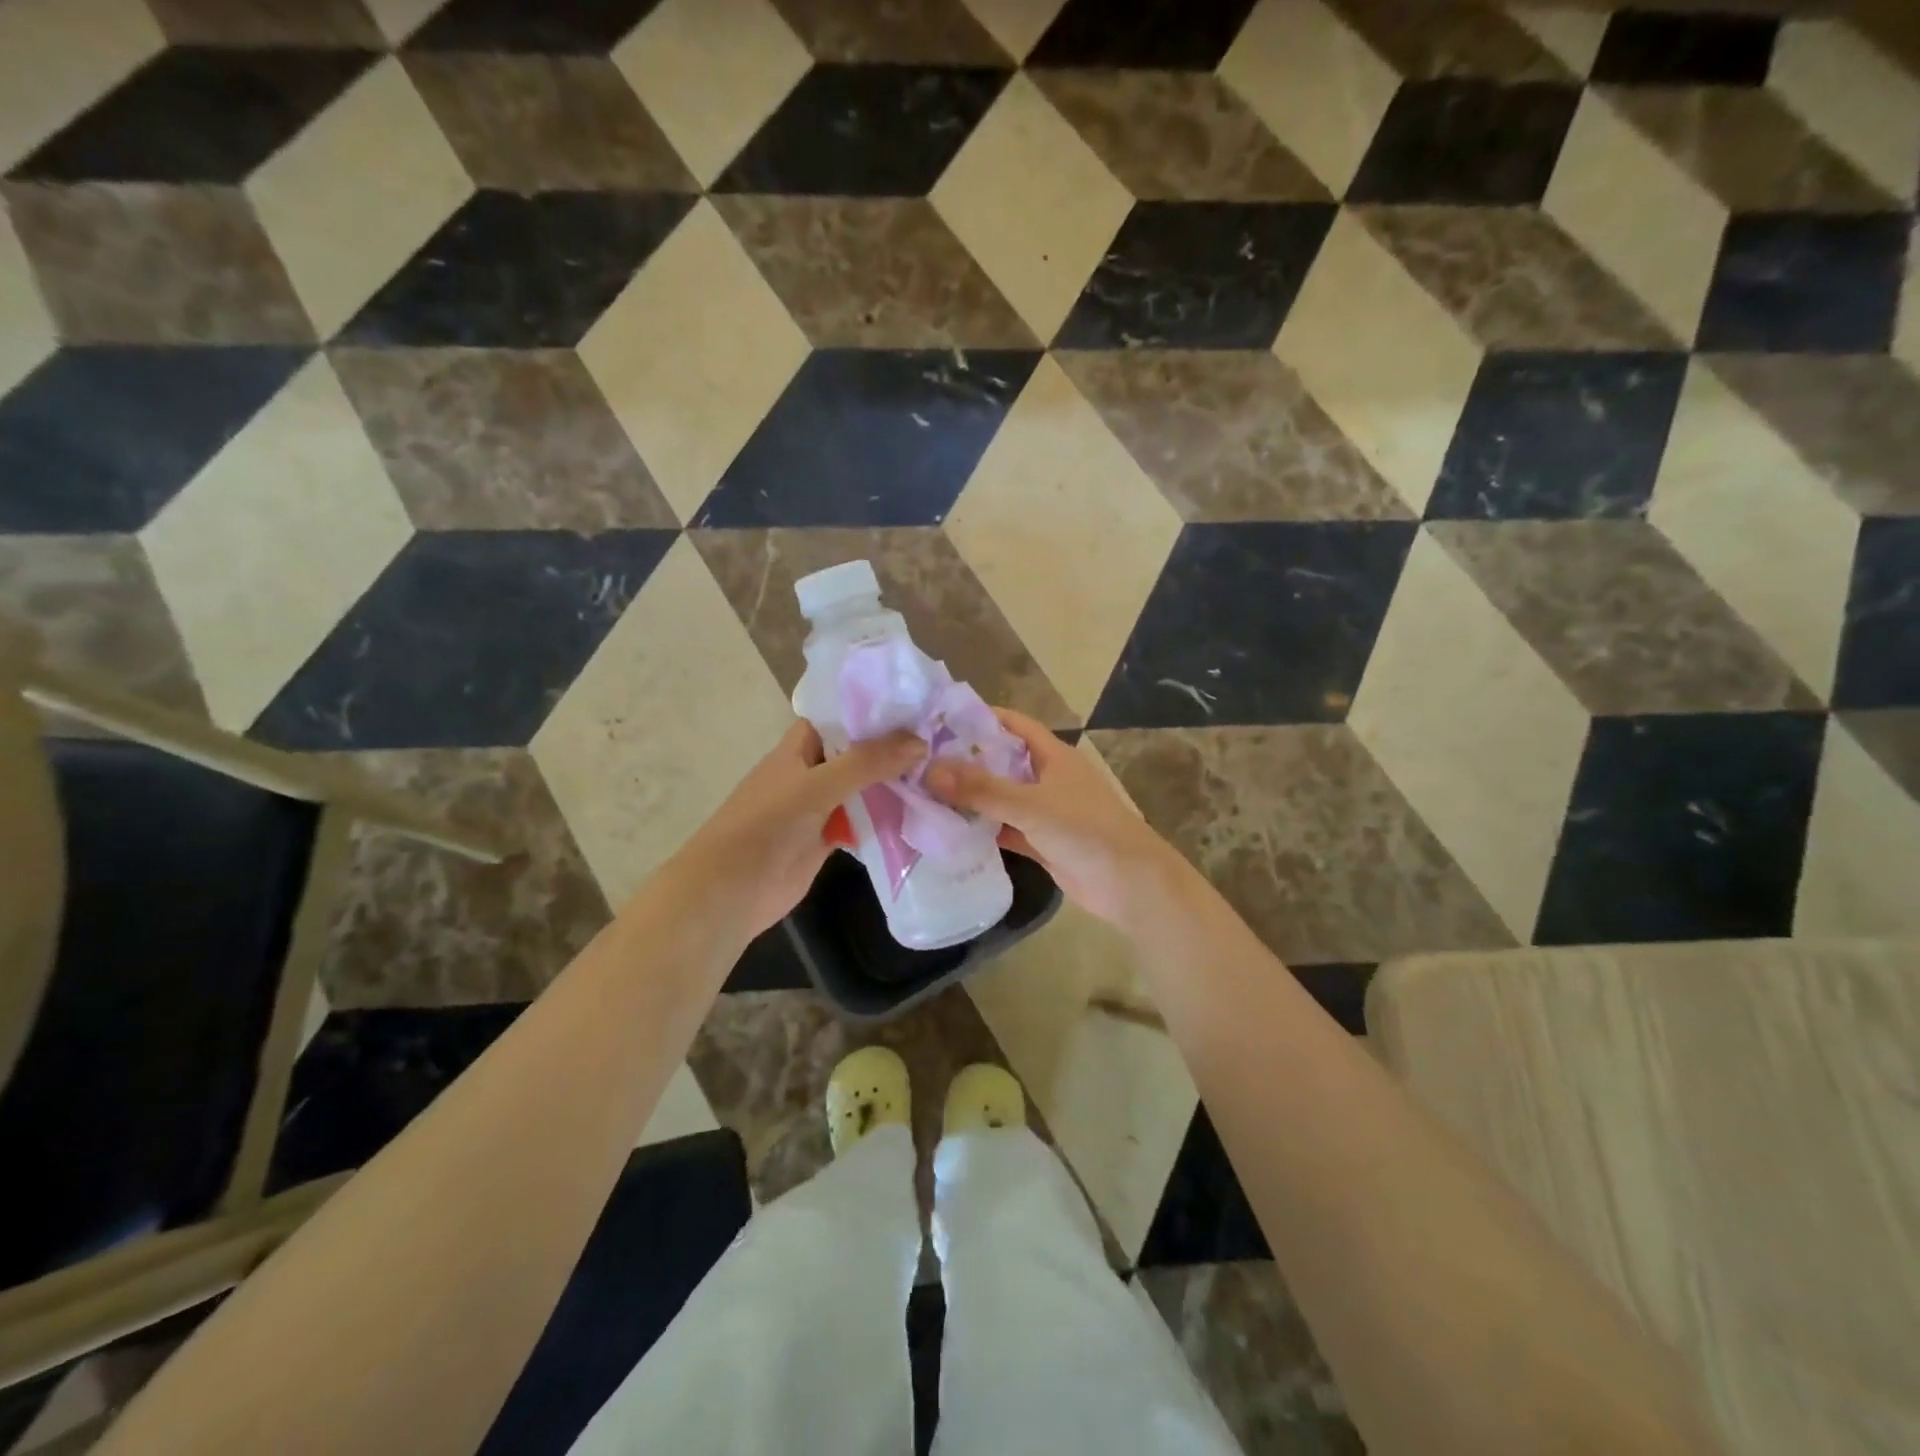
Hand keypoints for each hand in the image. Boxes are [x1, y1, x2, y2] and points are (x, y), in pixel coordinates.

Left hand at [672, 721, 925, 936]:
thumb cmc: (766, 825)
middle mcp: (812, 770)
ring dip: (894, 783)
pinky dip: (888, 816)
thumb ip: (867, 762)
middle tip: (945, 739)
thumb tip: (921, 742)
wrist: (731, 891)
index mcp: (800, 746)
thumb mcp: (817, 785)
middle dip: (894, 747)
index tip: (919, 703)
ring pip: (864, 786)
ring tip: (943, 771)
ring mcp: (821, 805)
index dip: (876, 709)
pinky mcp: (829, 837)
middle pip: (858, 752)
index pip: (842, 715)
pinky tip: (923, 811)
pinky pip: (864, 819)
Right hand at [923, 709, 1179, 929]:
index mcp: (1052, 756)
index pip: (1012, 724)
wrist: (1130, 884)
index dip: (979, 717)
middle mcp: (1048, 778)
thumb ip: (982, 789)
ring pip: (1001, 797)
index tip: (938, 718)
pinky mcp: (1042, 842)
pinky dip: (982, 829)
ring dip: (971, 797)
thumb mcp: (1031, 805)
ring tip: (925, 792)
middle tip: (920, 759)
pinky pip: (1005, 829)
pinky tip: (950, 830)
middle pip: (1001, 761)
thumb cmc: (1085, 830)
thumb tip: (930, 770)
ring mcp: (1045, 812)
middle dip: (966, 759)